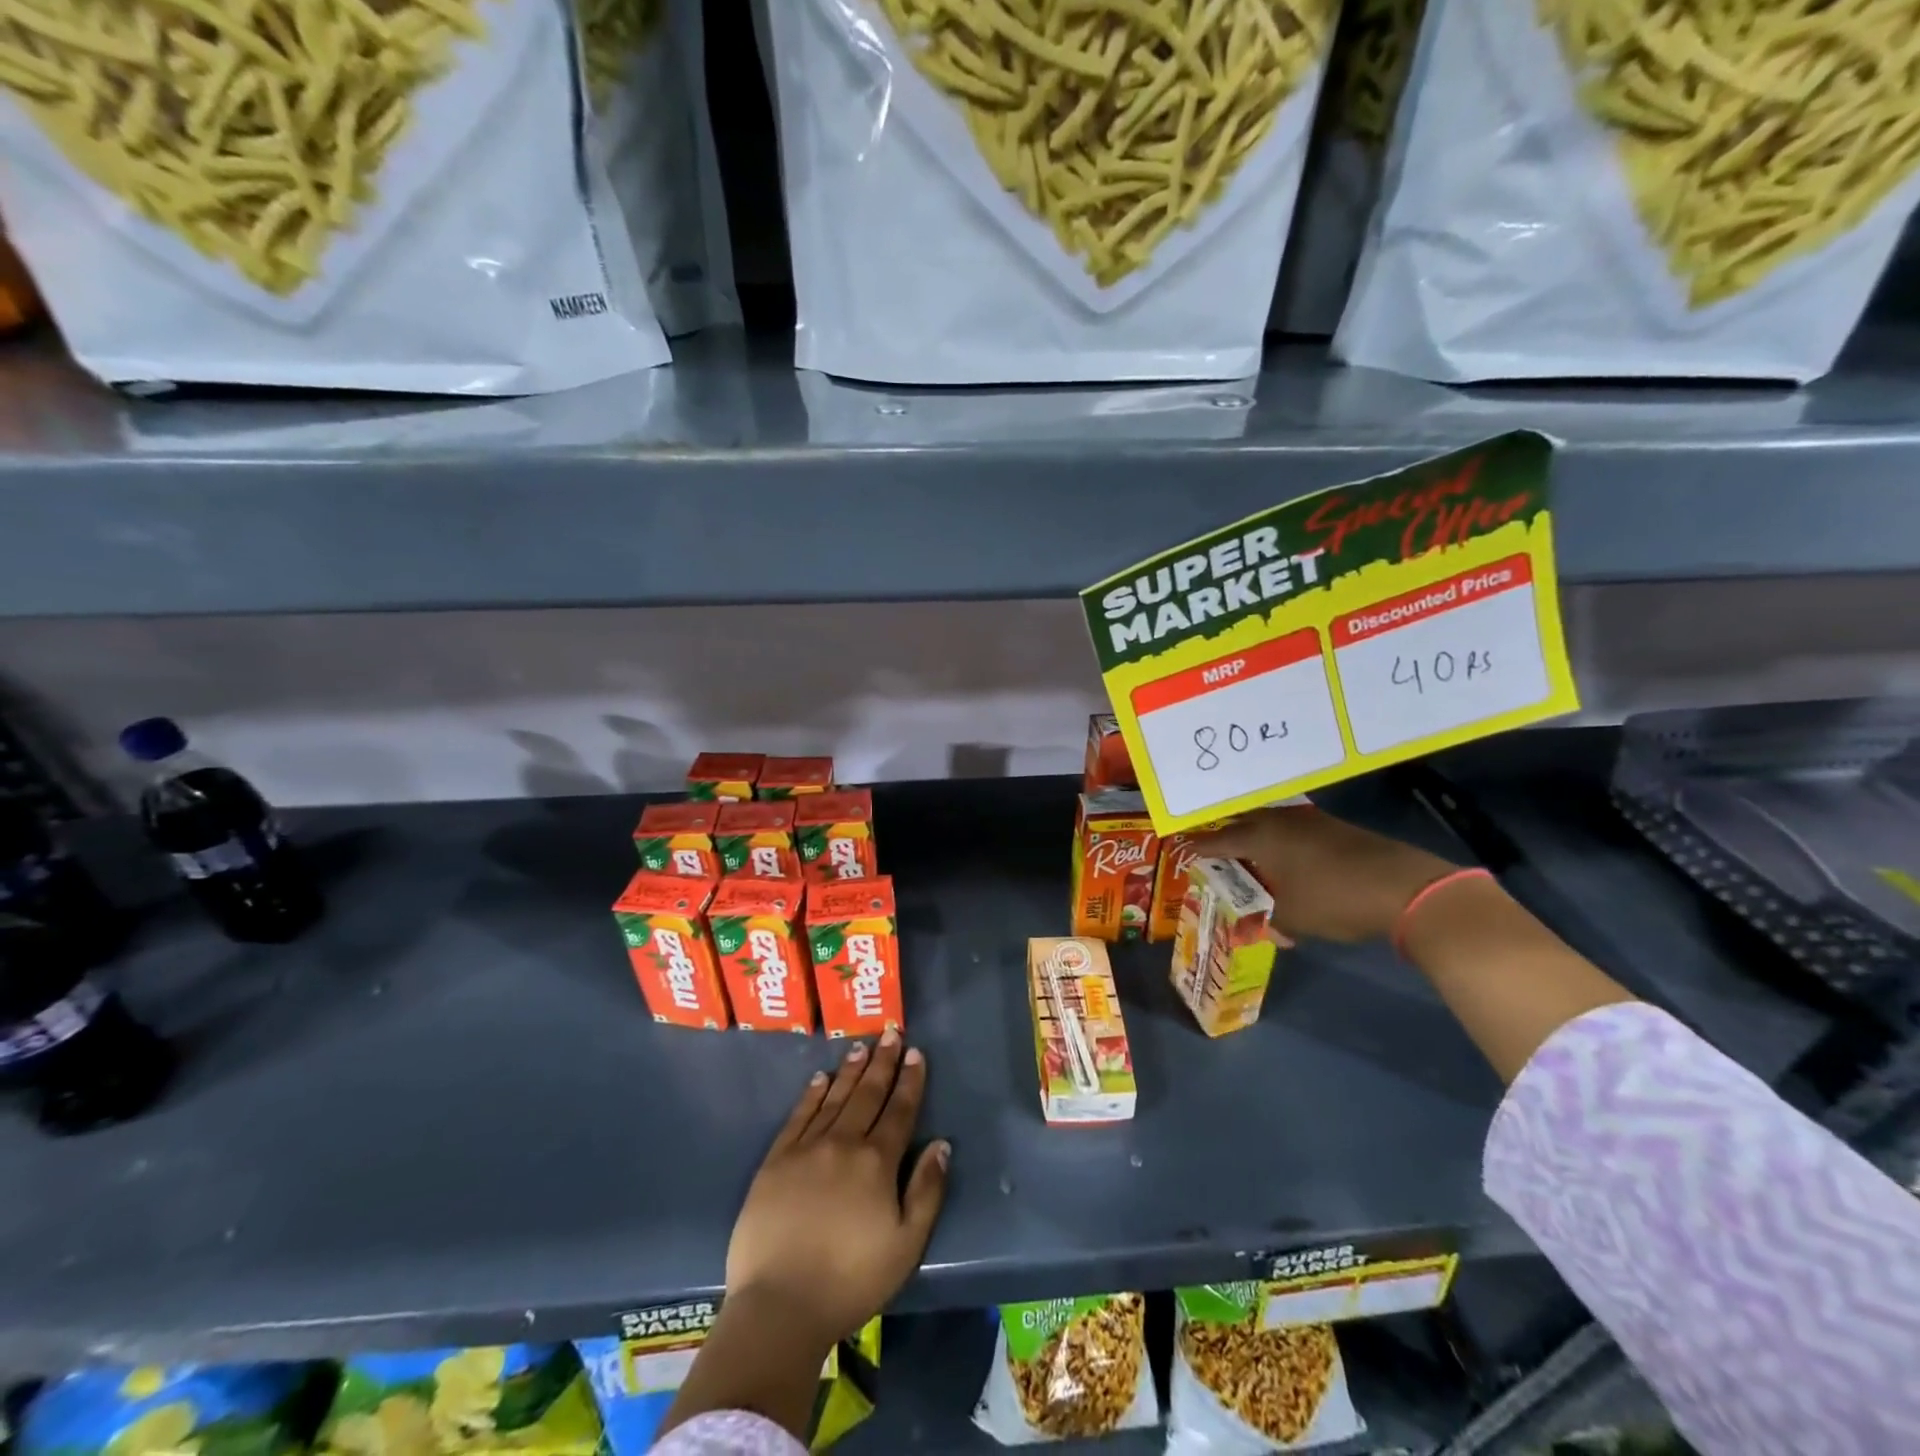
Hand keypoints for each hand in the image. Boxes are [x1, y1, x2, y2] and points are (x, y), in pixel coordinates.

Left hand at [726, 1031, 949, 1346]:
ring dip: (850, 1070)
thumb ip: (927, 1191)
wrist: (779, 1305)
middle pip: (867, 1094)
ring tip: (861, 1046)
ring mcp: (806, 1148)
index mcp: (877, 1162)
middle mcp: (843, 1143)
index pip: (899, 1110)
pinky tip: (819, 1078)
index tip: (915, 1052)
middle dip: (882, 1062)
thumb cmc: (850, 1280)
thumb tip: (941, 1144)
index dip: (909, 1080)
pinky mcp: (776, 1160)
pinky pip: (798, 1116)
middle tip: (891, 1032)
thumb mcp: (906, 1245)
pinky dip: (811, 1094)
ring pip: (834, 1097)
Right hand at [1196, 804, 1456, 943]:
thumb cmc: (1334, 899)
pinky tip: (1289, 867)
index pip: (1217, 840)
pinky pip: (1294, 834)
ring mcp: (1310, 821)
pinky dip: (1283, 847)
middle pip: (1242, 826)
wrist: (1405, 887)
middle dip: (1227, 841)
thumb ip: (1268, 921)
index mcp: (1260, 837)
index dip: (1199, 849)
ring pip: (1270, 827)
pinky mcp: (1335, 829)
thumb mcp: (1293, 918)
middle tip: (1216, 858)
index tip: (1184, 852)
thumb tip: (1266, 930)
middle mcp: (1279, 821)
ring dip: (1258, 843)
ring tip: (1251, 864)